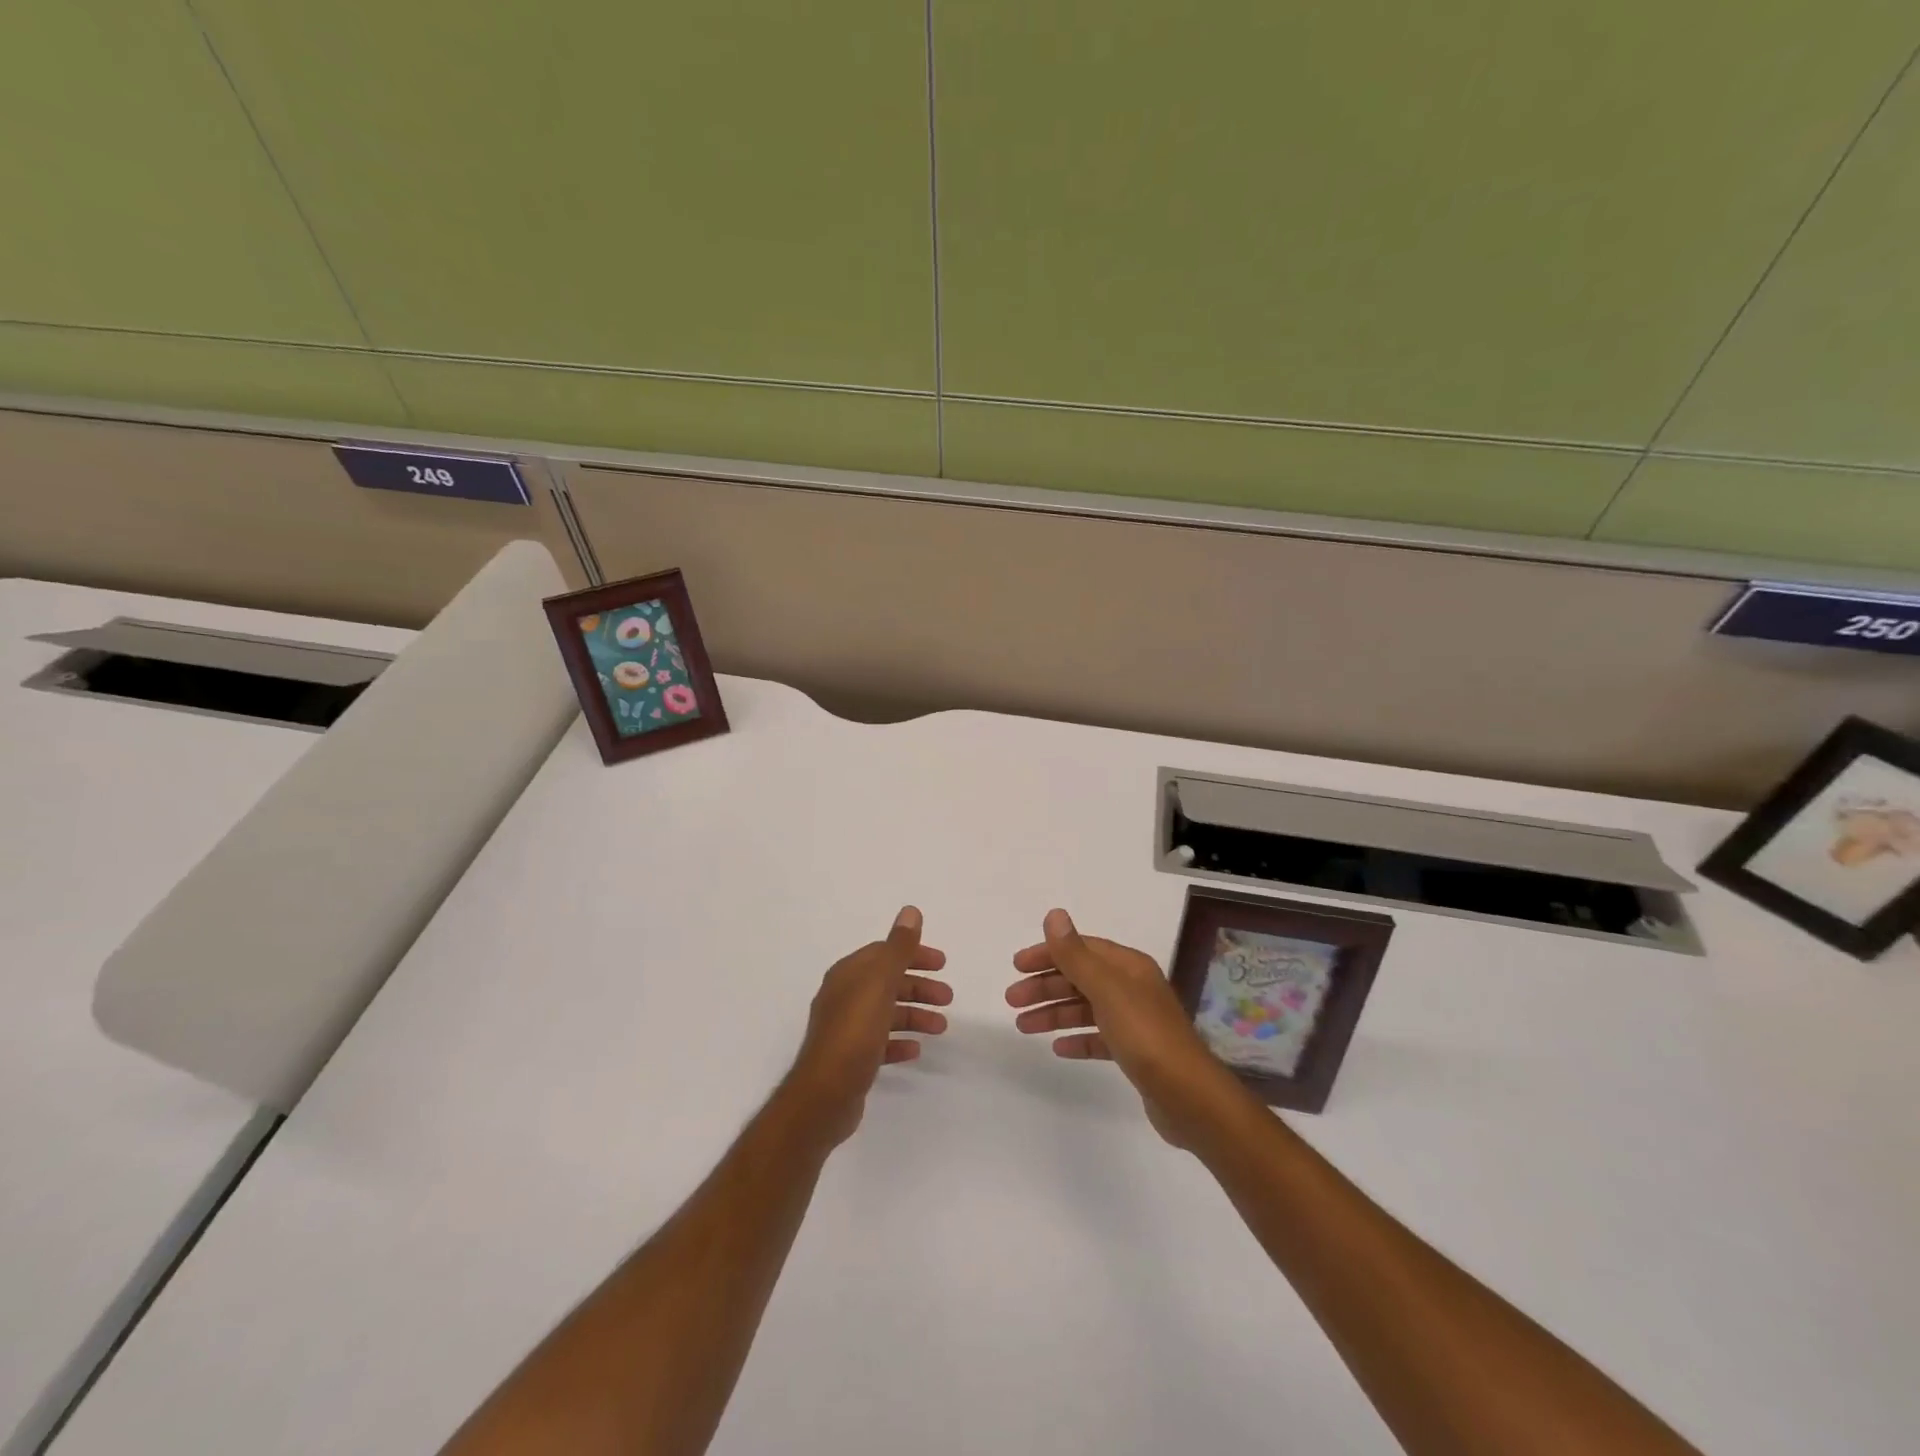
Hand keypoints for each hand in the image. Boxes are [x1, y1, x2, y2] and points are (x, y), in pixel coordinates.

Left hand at [783, 906, 951, 1146]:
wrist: (824, 1095)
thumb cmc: (854, 1032)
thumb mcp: (880, 983)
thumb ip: (898, 948)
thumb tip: (910, 911)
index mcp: (849, 974)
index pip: (885, 953)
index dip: (914, 954)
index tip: (942, 964)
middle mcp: (845, 996)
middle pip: (888, 983)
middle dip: (919, 987)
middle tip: (949, 997)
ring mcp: (847, 1029)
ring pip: (887, 1013)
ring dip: (915, 1014)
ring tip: (941, 1027)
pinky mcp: (851, 1058)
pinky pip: (881, 1043)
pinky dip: (900, 1041)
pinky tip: (916, 1050)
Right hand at [1006, 908, 1243, 1146]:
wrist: (1189, 1097)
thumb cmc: (1145, 1035)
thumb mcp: (1107, 990)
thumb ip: (1076, 955)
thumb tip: (1054, 915)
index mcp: (1128, 967)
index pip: (1081, 949)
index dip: (1048, 953)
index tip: (1017, 966)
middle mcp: (1132, 988)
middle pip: (1080, 978)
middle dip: (1045, 986)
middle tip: (1012, 1000)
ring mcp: (1135, 1021)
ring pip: (1085, 1008)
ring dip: (1054, 1013)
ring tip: (1022, 1026)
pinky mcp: (1135, 1052)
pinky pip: (1098, 1037)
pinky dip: (1076, 1038)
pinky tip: (1058, 1048)